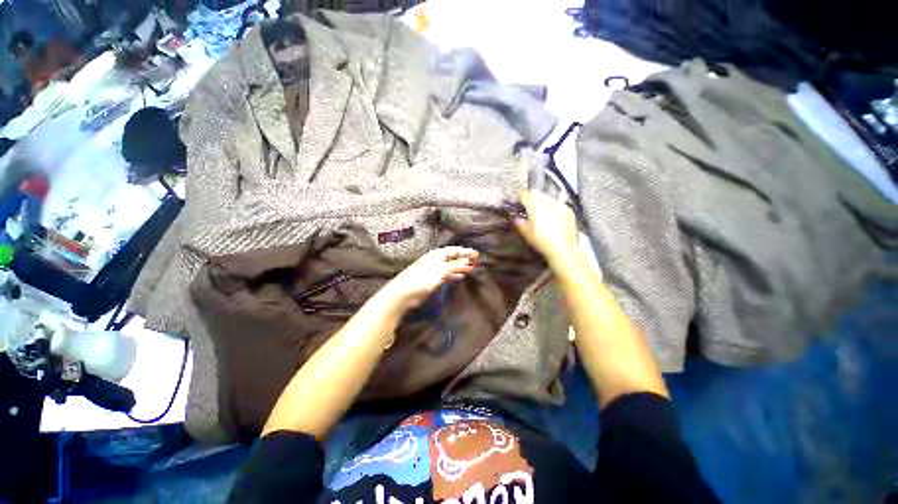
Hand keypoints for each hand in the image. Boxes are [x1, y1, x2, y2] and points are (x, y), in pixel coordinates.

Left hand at [376, 247, 478, 314]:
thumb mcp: (441, 270)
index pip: (454, 250)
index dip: (465, 251)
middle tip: (476, 261)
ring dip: (460, 267)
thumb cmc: (423, 278)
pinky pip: (446, 275)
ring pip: (450, 266)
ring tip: (471, 268)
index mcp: (437, 254)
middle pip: (452, 257)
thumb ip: (455, 265)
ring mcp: (433, 270)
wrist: (404, 293)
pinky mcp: (431, 280)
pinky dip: (453, 275)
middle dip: (464, 258)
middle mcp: (435, 260)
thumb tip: (467, 260)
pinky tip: (459, 277)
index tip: (477, 254)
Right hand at [514, 190, 578, 264]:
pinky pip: (557, 203)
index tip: (515, 201)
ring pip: (546, 197)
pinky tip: (550, 214)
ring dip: (540, 200)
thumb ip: (519, 223)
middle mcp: (547, 201)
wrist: (563, 250)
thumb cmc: (542, 242)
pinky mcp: (568, 210)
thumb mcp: (526, 234)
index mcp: (535, 205)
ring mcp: (559, 205)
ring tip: (537, 209)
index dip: (517, 196)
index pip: (524, 194)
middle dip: (529, 197)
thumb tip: (516, 218)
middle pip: (536, 193)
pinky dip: (551, 205)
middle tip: (525, 205)